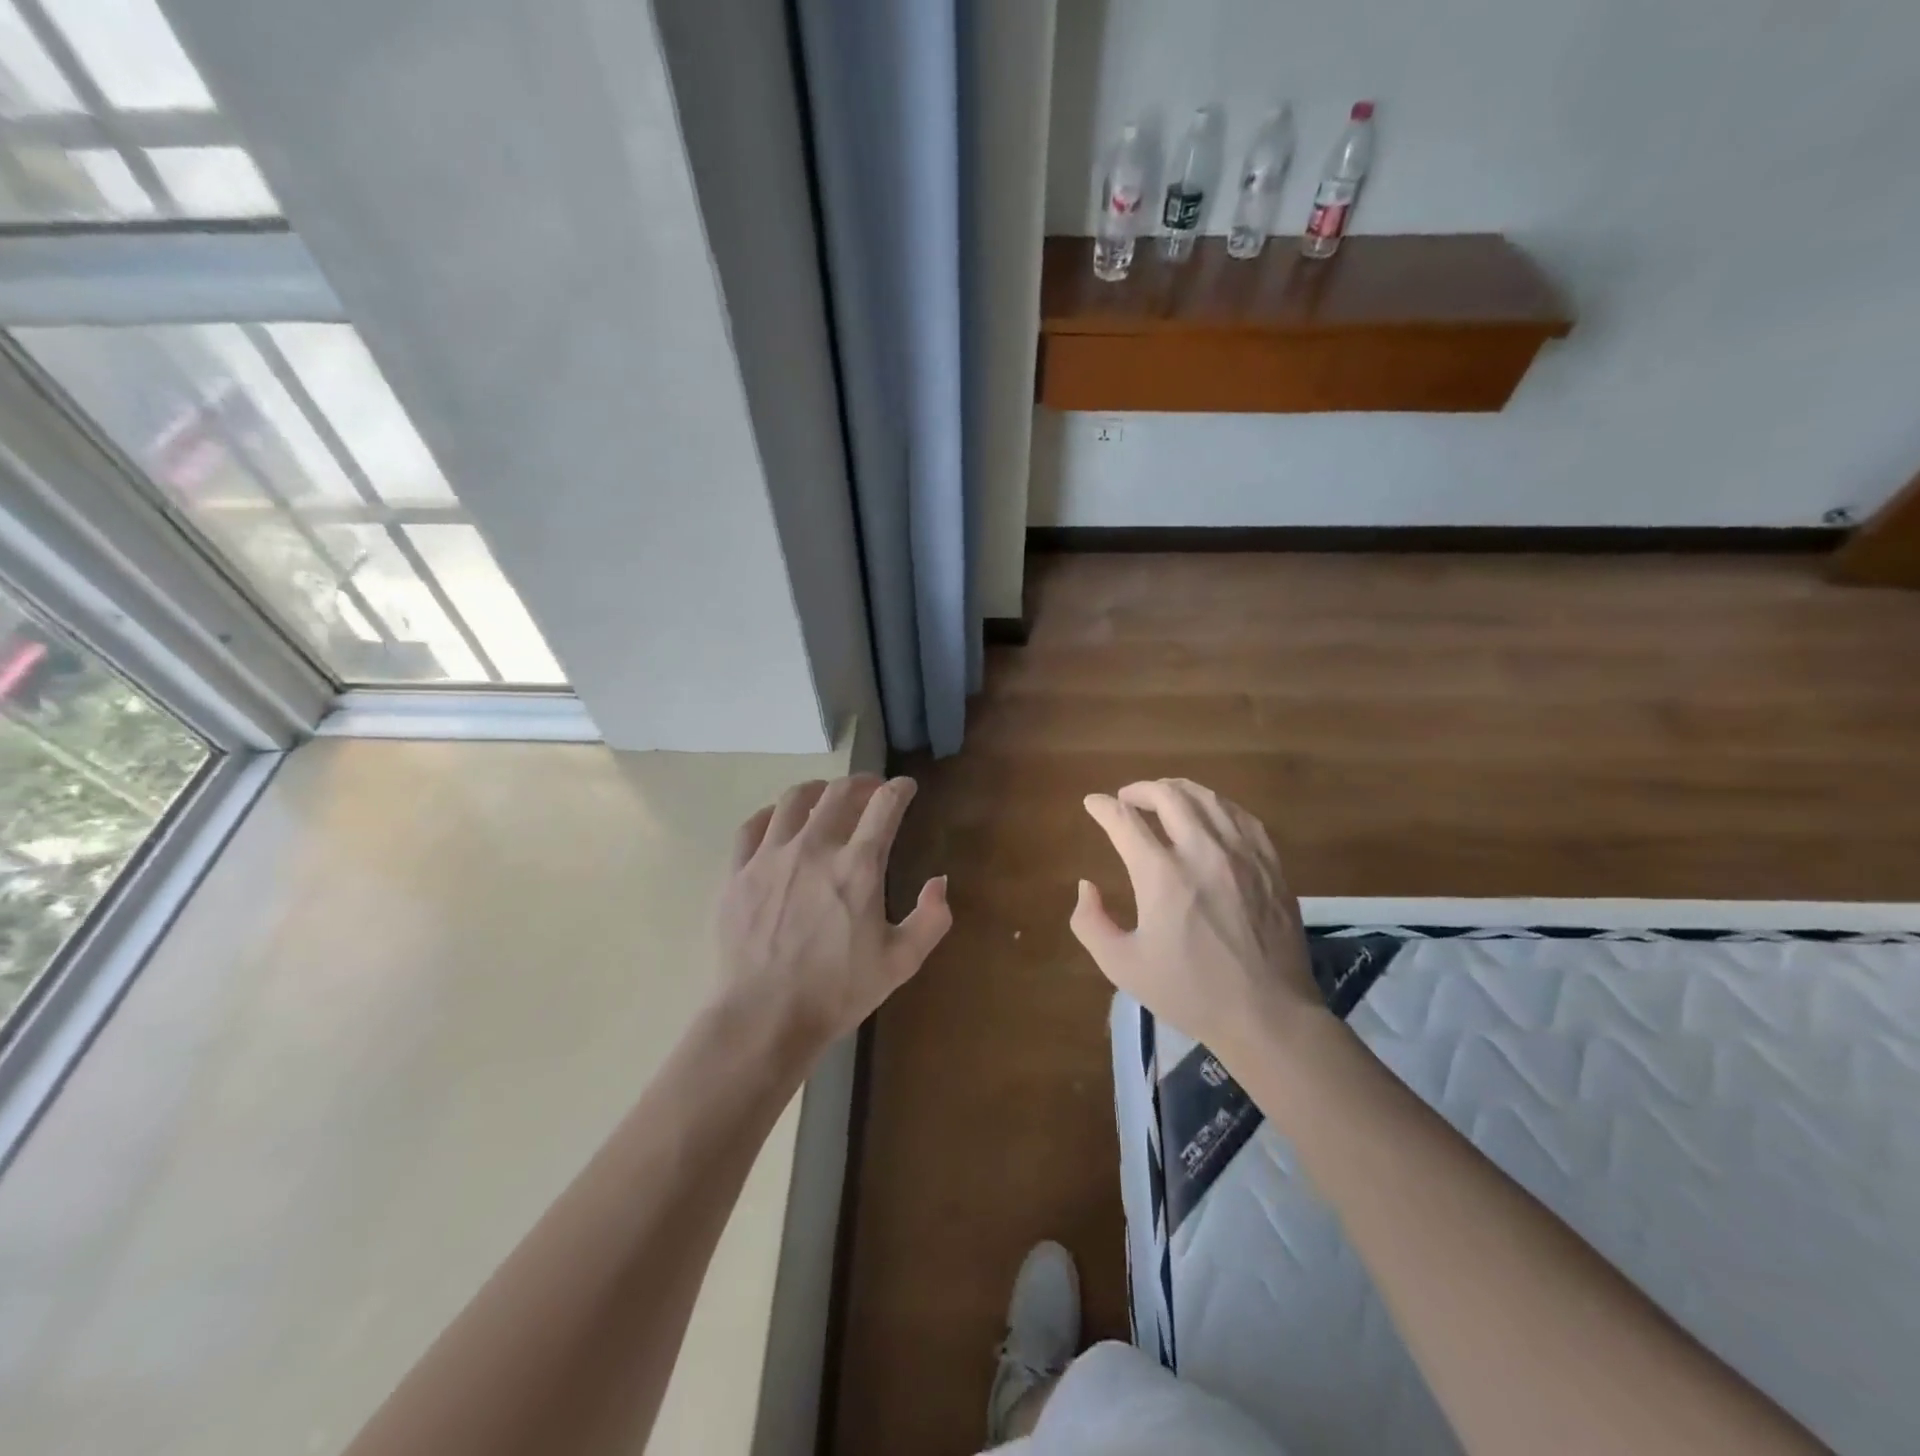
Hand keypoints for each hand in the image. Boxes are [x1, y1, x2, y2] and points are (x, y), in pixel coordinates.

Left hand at [716, 774, 950, 1053]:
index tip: (906, 787)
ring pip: (794, 799)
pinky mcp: (738, 872)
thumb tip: (940, 882)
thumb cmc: (836, 992)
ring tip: (826, 797)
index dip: (900, 789)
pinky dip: (772, 815)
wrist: (763, 1018)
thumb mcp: (900, 963)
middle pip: (840, 792)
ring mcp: (771, 856)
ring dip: (818, 790)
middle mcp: (814, 848)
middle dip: (863, 783)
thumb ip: (931, 920)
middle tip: (872, 790)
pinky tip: (780, 822)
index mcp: (857, 866)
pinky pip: (753, 826)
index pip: (885, 806)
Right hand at [1071, 778, 1320, 1059]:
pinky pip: (1240, 815)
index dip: (1102, 807)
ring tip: (1163, 797)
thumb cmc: (1190, 992)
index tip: (1092, 803)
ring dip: (1176, 790)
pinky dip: (1215, 805)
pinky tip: (1208, 814)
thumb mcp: (1122, 966)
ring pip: (1206, 797)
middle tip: (1126, 799)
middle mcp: (1202, 851)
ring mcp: (1242, 853)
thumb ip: (1091, 922)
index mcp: (1161, 875)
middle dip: (1139, 790)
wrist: (1268, 1015)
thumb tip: (1087, 886)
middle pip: (1167, 796)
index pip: (1124, 820)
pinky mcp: (1270, 863)